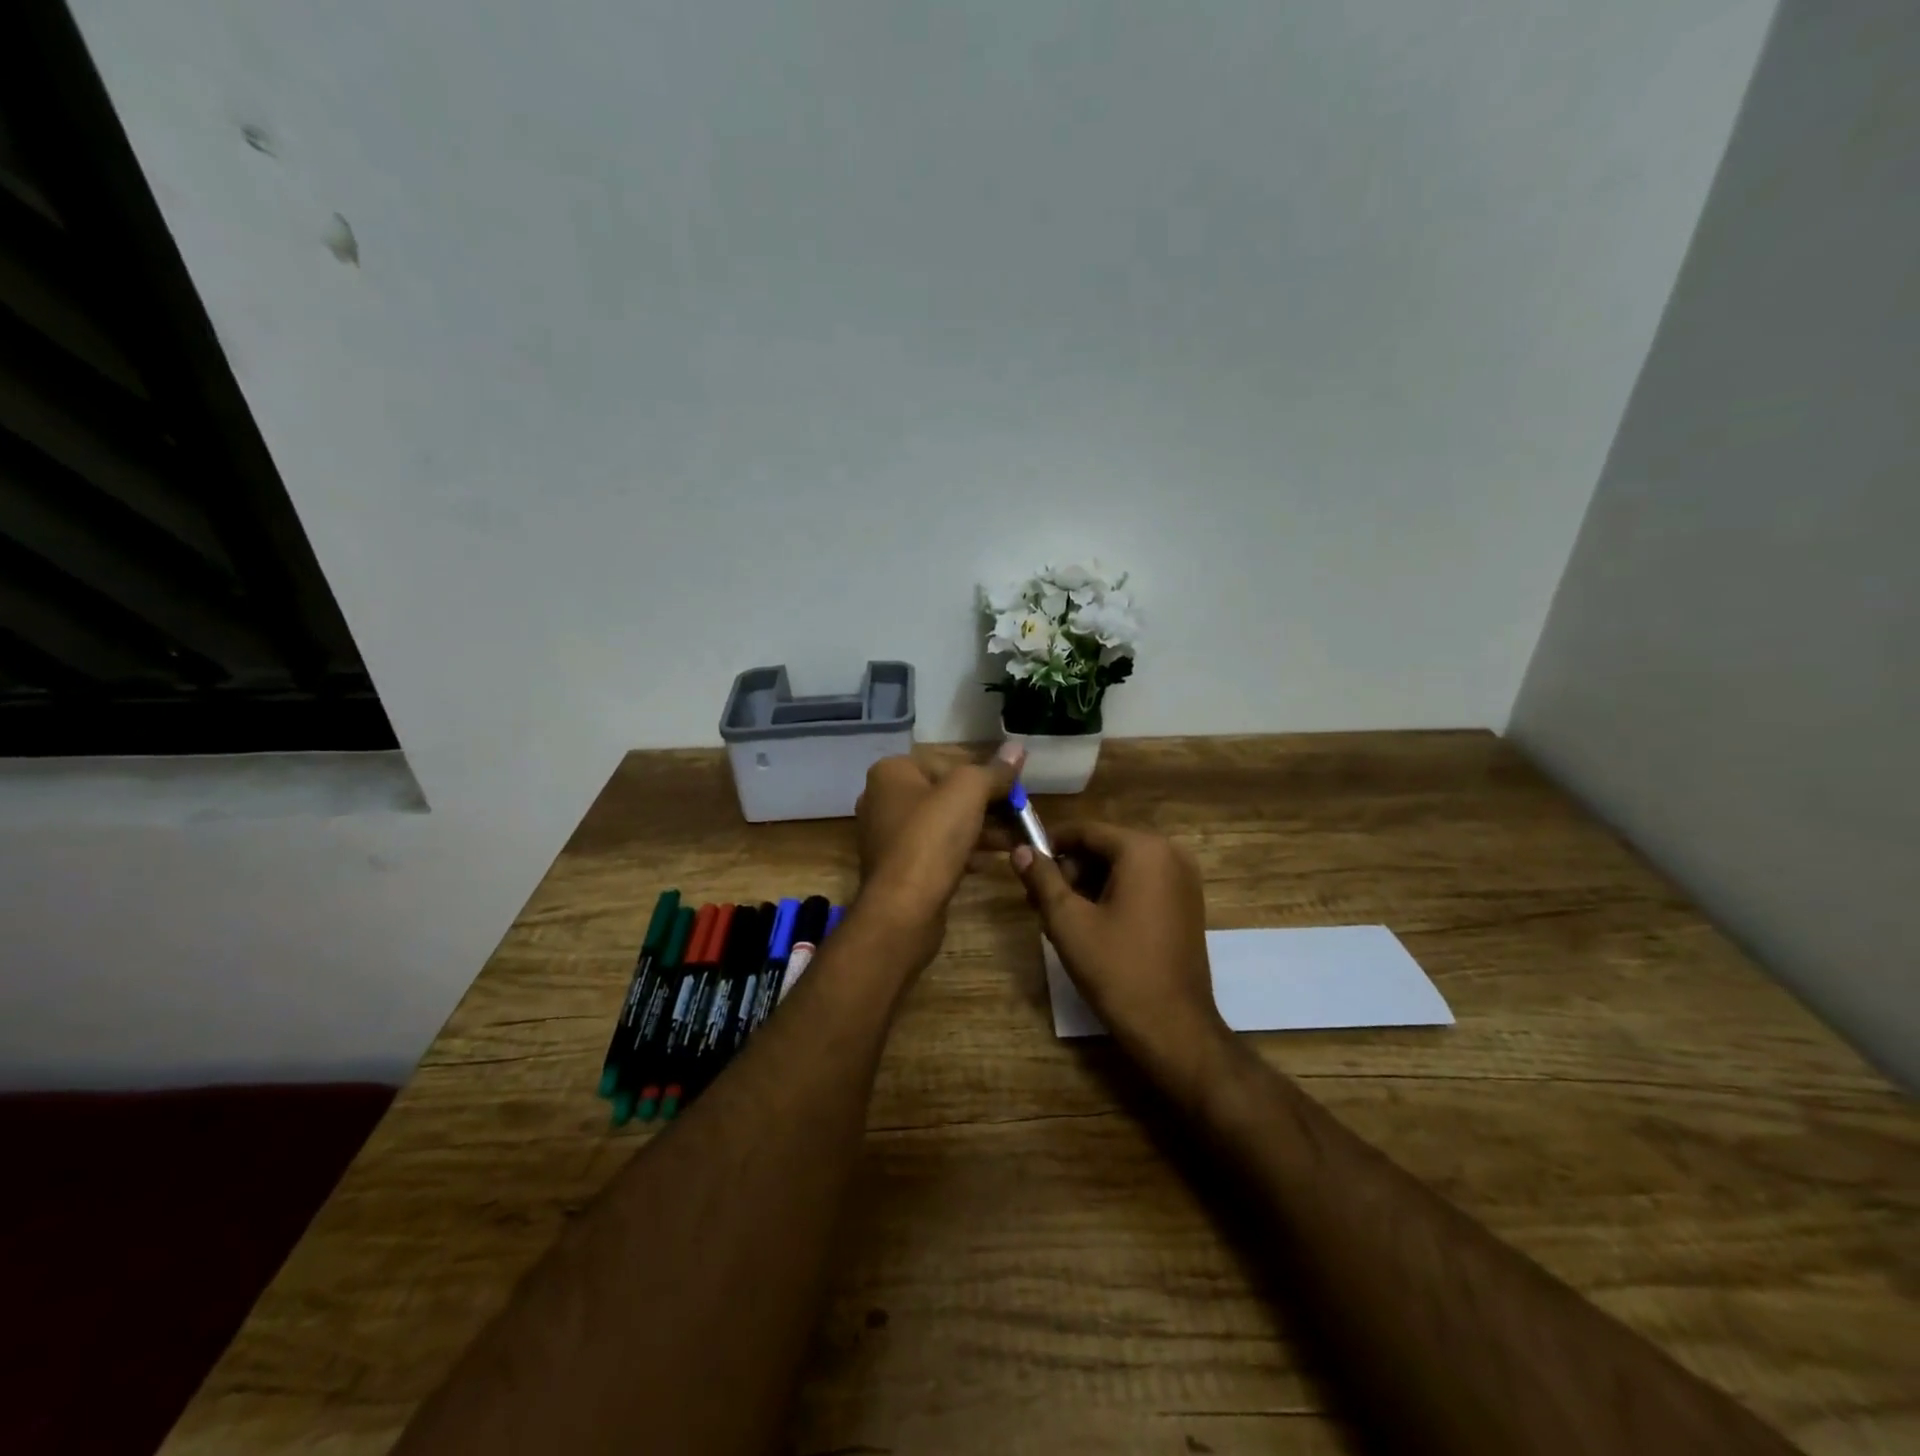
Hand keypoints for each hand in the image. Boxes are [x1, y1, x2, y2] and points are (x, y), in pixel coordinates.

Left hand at [854, 744, 1023, 965]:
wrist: (903, 908)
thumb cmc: (931, 837)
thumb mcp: (969, 792)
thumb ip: (994, 771)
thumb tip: (1017, 747)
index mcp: (891, 773)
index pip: (948, 762)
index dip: (985, 774)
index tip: (1015, 789)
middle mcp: (883, 799)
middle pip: (946, 794)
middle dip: (986, 805)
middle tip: (1020, 815)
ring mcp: (888, 836)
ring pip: (944, 825)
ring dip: (981, 830)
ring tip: (1016, 840)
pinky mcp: (898, 868)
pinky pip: (937, 851)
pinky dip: (964, 852)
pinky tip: (992, 862)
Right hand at [1011, 823, 1235, 1103]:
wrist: (1173, 1027)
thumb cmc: (1117, 969)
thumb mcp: (1068, 921)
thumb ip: (1042, 879)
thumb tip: (1019, 850)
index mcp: (1144, 850)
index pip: (1086, 831)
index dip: (1051, 845)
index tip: (1025, 866)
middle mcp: (1170, 853)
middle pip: (1105, 846)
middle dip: (1070, 869)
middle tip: (1038, 900)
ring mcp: (1184, 879)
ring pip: (1122, 866)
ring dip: (1088, 883)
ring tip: (1060, 917)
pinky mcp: (1187, 903)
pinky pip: (1142, 883)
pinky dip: (1113, 894)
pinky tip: (1091, 924)